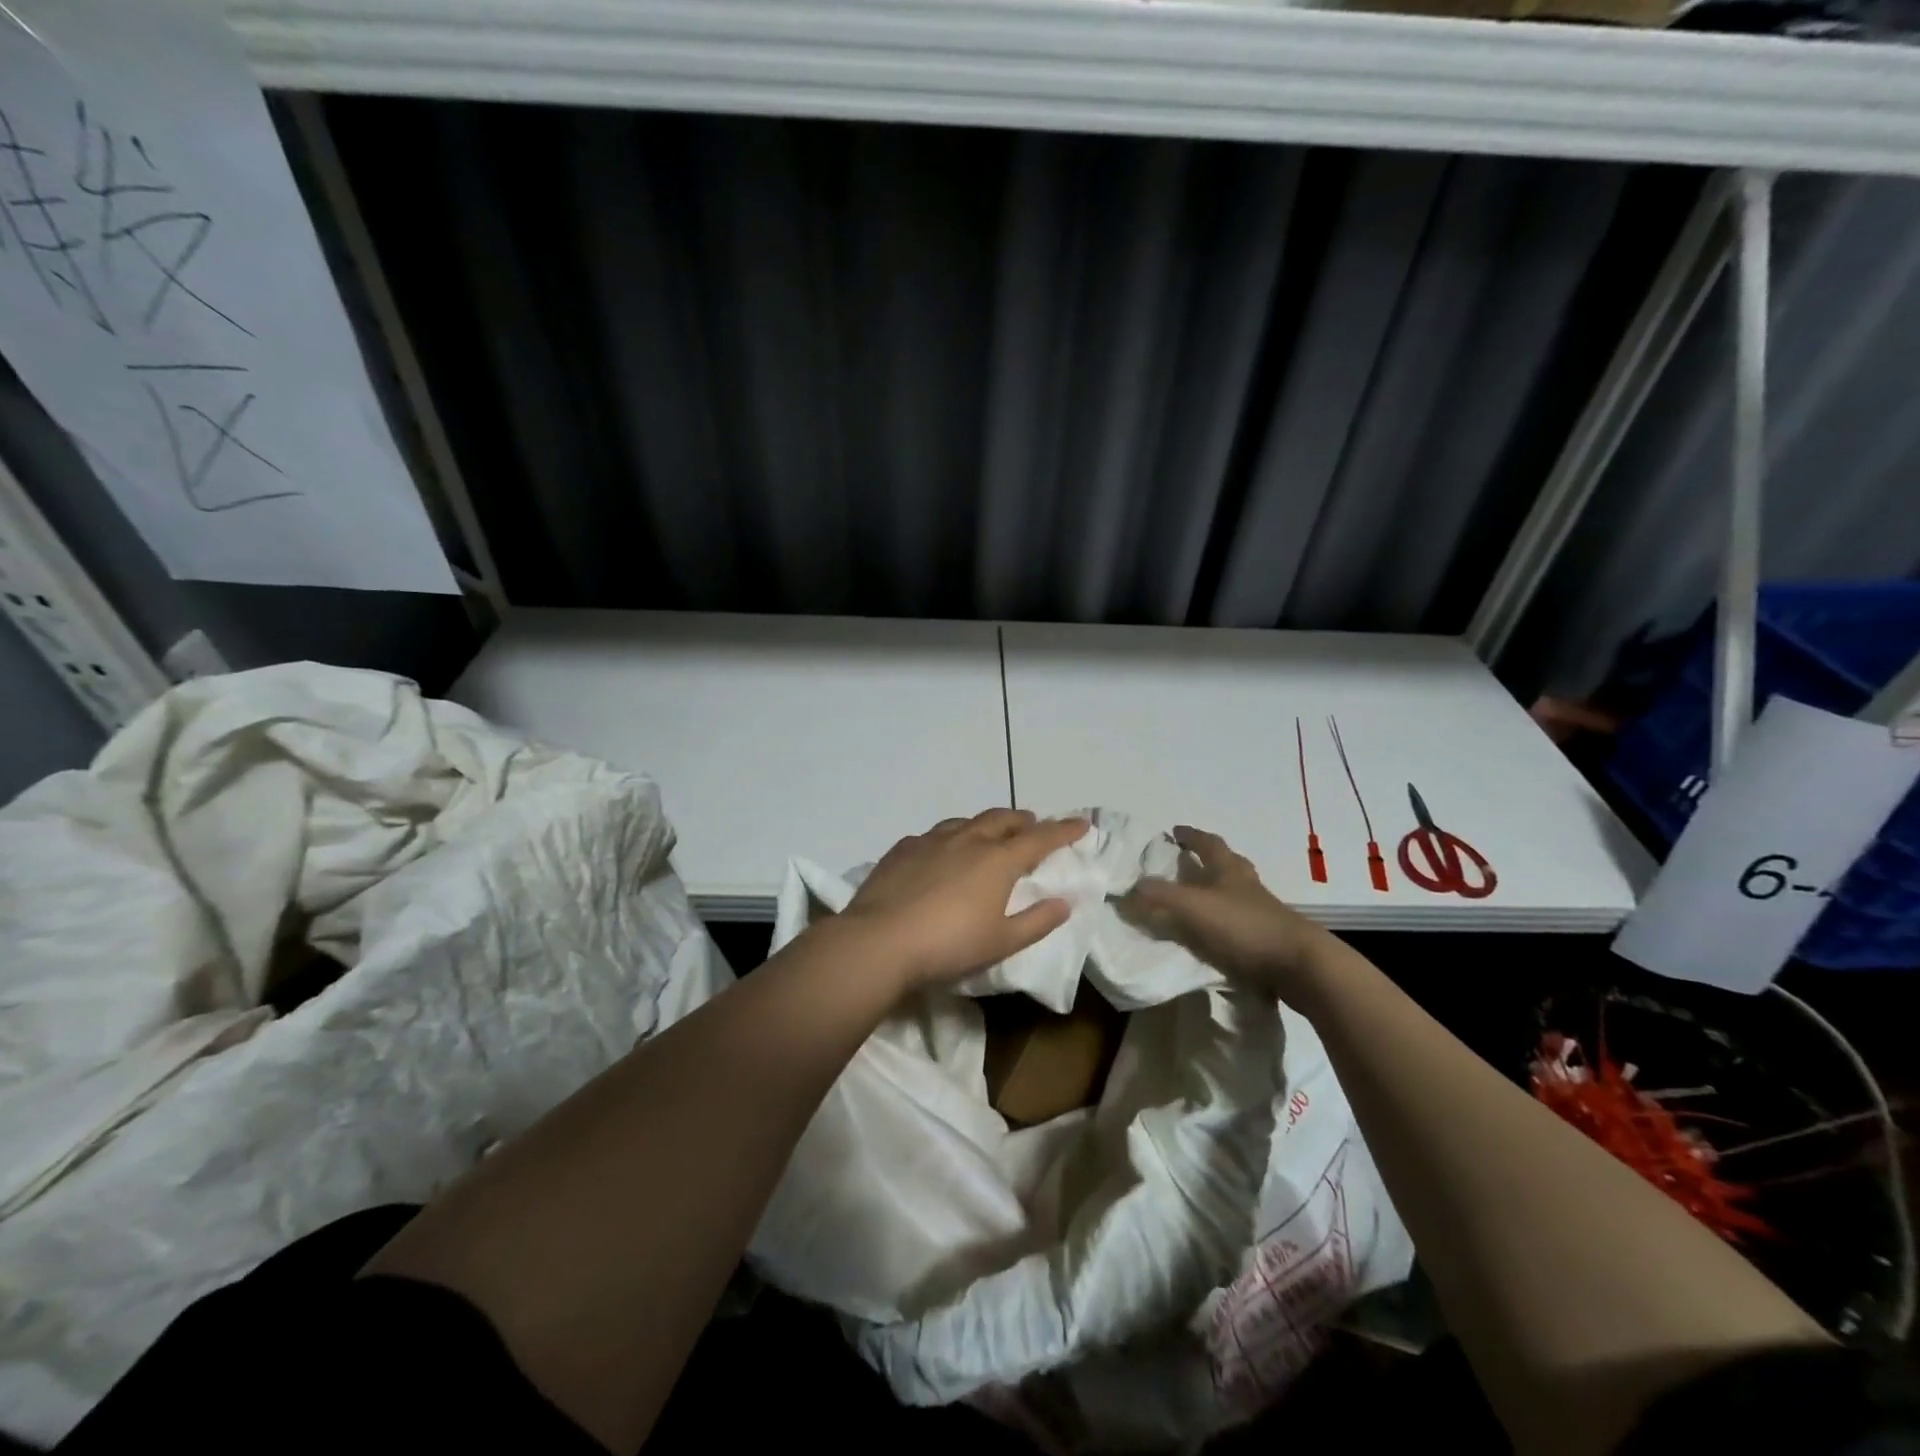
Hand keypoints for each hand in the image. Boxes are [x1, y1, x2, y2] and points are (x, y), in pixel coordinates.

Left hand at [839, 809, 1088, 989]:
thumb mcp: (1002, 942)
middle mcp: (968, 840)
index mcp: (998, 860)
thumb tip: (1065, 902)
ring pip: (967, 821)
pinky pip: (934, 835)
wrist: (880, 941)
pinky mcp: (903, 848)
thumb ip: (1037, 921)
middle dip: (1023, 820)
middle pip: (1002, 819)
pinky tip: (942, 851)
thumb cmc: (949, 945)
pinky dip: (950, 837)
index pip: (1040, 838)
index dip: (1064, 830)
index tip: (1081, 823)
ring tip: (990, 834)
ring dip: (986, 824)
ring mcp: (932, 840)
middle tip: (1033, 826)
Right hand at [1116, 826, 1332, 1000]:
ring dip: (1217, 892)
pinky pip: (1241, 923)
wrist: (1299, 966)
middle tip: (1187, 862)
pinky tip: (1213, 934)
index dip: (1191, 836)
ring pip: (1236, 893)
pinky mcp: (1269, 940)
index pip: (1209, 843)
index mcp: (1230, 870)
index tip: (1175, 832)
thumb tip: (1130, 887)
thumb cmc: (1244, 927)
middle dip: (1208, 860)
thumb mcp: (1192, 908)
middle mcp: (1247, 886)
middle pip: (1229, 864)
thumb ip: (1159, 896)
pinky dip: (1224, 923)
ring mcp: (1262, 913)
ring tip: (1196, 900)